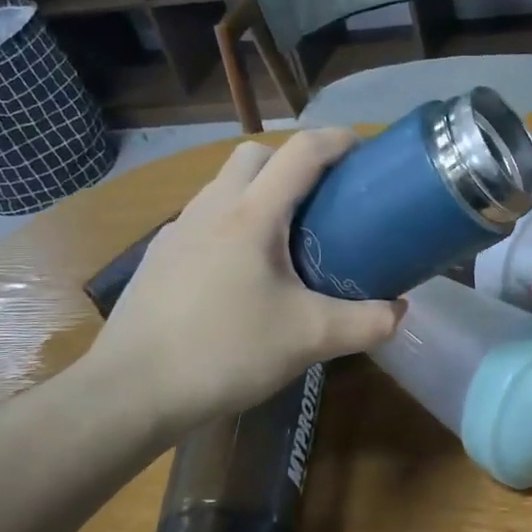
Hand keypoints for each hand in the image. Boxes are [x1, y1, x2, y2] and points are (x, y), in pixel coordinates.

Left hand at [75, 130, 403, 434]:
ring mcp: (178, 230)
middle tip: (323, 200)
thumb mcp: (308, 339)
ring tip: (285, 236)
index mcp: (251, 215)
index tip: (365, 150)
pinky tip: (241, 271)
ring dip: (259, 190)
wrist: (131, 392)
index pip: (301, 152)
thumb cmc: (224, 352)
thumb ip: (364, 323)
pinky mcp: (159, 256)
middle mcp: (212, 208)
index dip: (338, 140)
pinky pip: (204, 217)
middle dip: (293, 161)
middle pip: (256, 155)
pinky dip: (232, 222)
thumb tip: (400, 312)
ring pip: (225, 184)